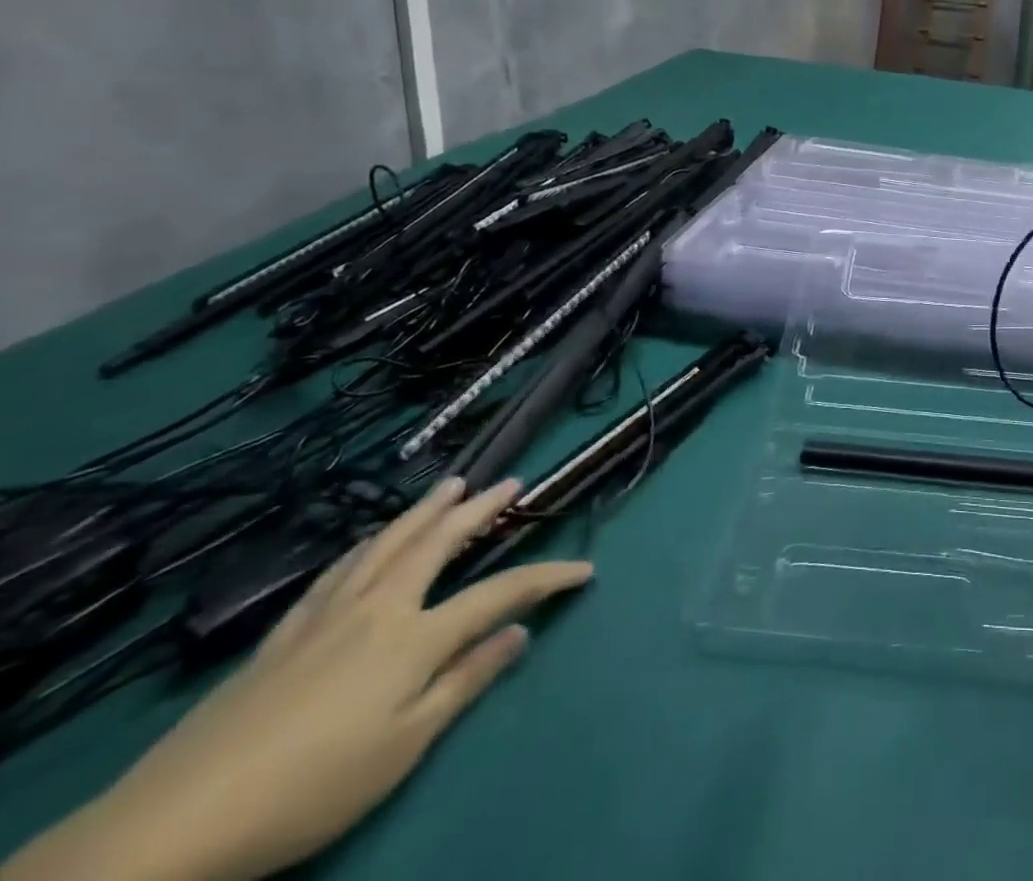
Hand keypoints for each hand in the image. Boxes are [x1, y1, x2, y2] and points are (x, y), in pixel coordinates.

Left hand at [2, 479, 591, 880]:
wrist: (175, 825)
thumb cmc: (311, 787)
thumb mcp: (403, 747)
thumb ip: (465, 681)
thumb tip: (519, 632)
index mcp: (414, 637)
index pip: (499, 593)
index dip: (547, 577)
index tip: (584, 569)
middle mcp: (378, 608)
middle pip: (438, 543)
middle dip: (479, 509)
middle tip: (510, 480)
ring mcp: (327, 615)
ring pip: (387, 544)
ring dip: (425, 510)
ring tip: (450, 484)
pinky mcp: (284, 634)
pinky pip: (339, 569)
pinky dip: (368, 543)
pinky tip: (370, 539)